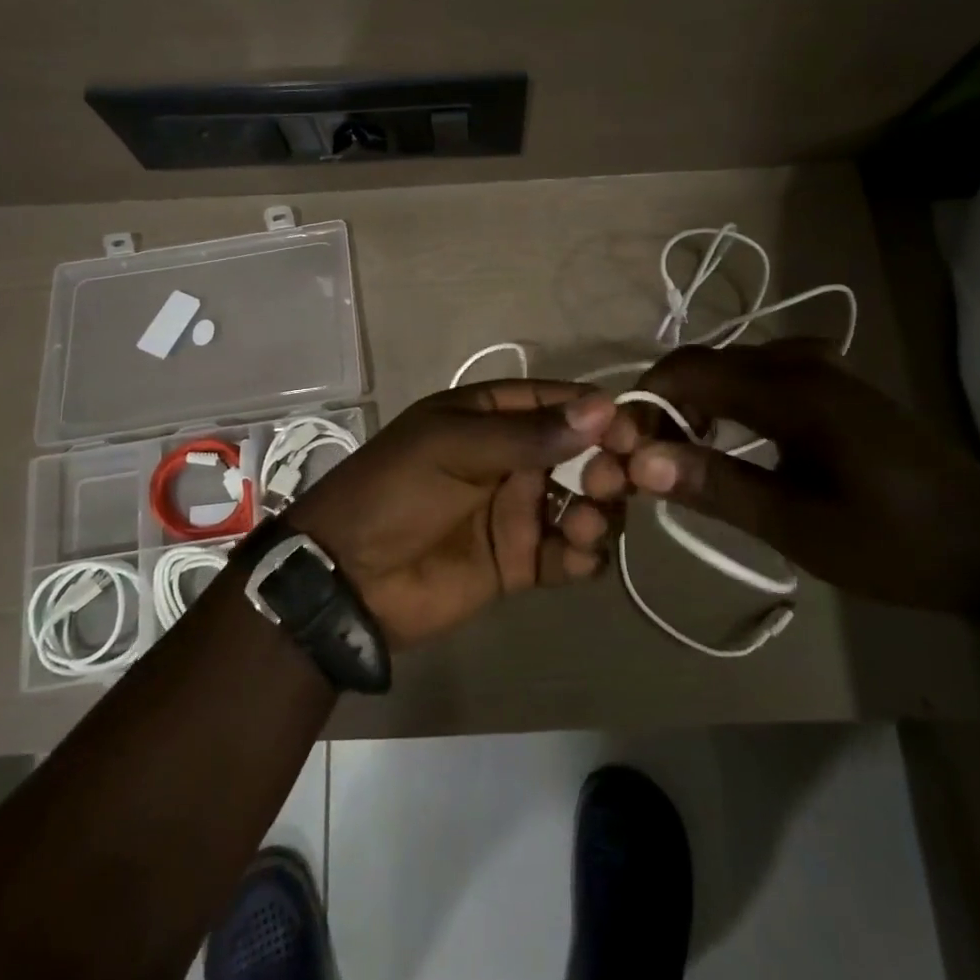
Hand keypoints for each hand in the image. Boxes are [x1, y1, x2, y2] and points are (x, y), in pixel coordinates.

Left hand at [283, 381, 621, 645]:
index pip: (559, 403)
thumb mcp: (453, 448)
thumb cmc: (396, 491)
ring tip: (583, 525)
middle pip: (582, 453)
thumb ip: (528, 434)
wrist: (348, 577)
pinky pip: (568, 553)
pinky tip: (576, 557)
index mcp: (491, 416)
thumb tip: (603, 408)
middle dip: (607, 464)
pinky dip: (584, 555)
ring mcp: (517, 510)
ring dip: (599, 511)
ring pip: (584, 503)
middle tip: (611, 481)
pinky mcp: (520, 561)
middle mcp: (512, 458)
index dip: (598, 413)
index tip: (631, 432)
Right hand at [585, 341, 979, 617]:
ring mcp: (825, 366)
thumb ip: (715, 486)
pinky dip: (729, 400)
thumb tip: (639, 462)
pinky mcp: (836, 381)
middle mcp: (804, 360)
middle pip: (706, 362)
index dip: (645, 403)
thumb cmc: (894, 544)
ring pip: (731, 366)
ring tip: (683, 454)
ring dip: (697, 402)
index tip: (623, 447)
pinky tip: (731, 439)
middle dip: (667, 403)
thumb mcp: (797, 526)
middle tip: (650, 458)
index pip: (689, 372)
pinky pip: (760, 373)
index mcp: (793, 389)